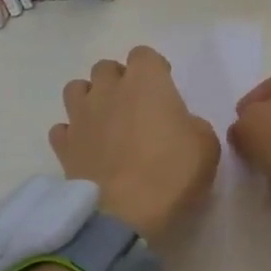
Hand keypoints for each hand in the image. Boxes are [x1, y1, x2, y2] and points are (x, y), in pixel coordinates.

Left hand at [51, 46, 220, 239]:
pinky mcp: (63, 146)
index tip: (165, 87)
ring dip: (91, 99)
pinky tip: (87, 148)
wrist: (123, 215)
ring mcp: (81, 117)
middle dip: (119, 80)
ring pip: (76, 89)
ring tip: (106, 121)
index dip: (155, 68)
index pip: (144, 54)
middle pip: (106, 68)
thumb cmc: (171, 174)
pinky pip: (63, 129)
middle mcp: (108, 91)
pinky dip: (73, 134)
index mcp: (146, 82)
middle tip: (136, 106)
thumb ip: (193, 125)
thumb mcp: (206, 146)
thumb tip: (181, 125)